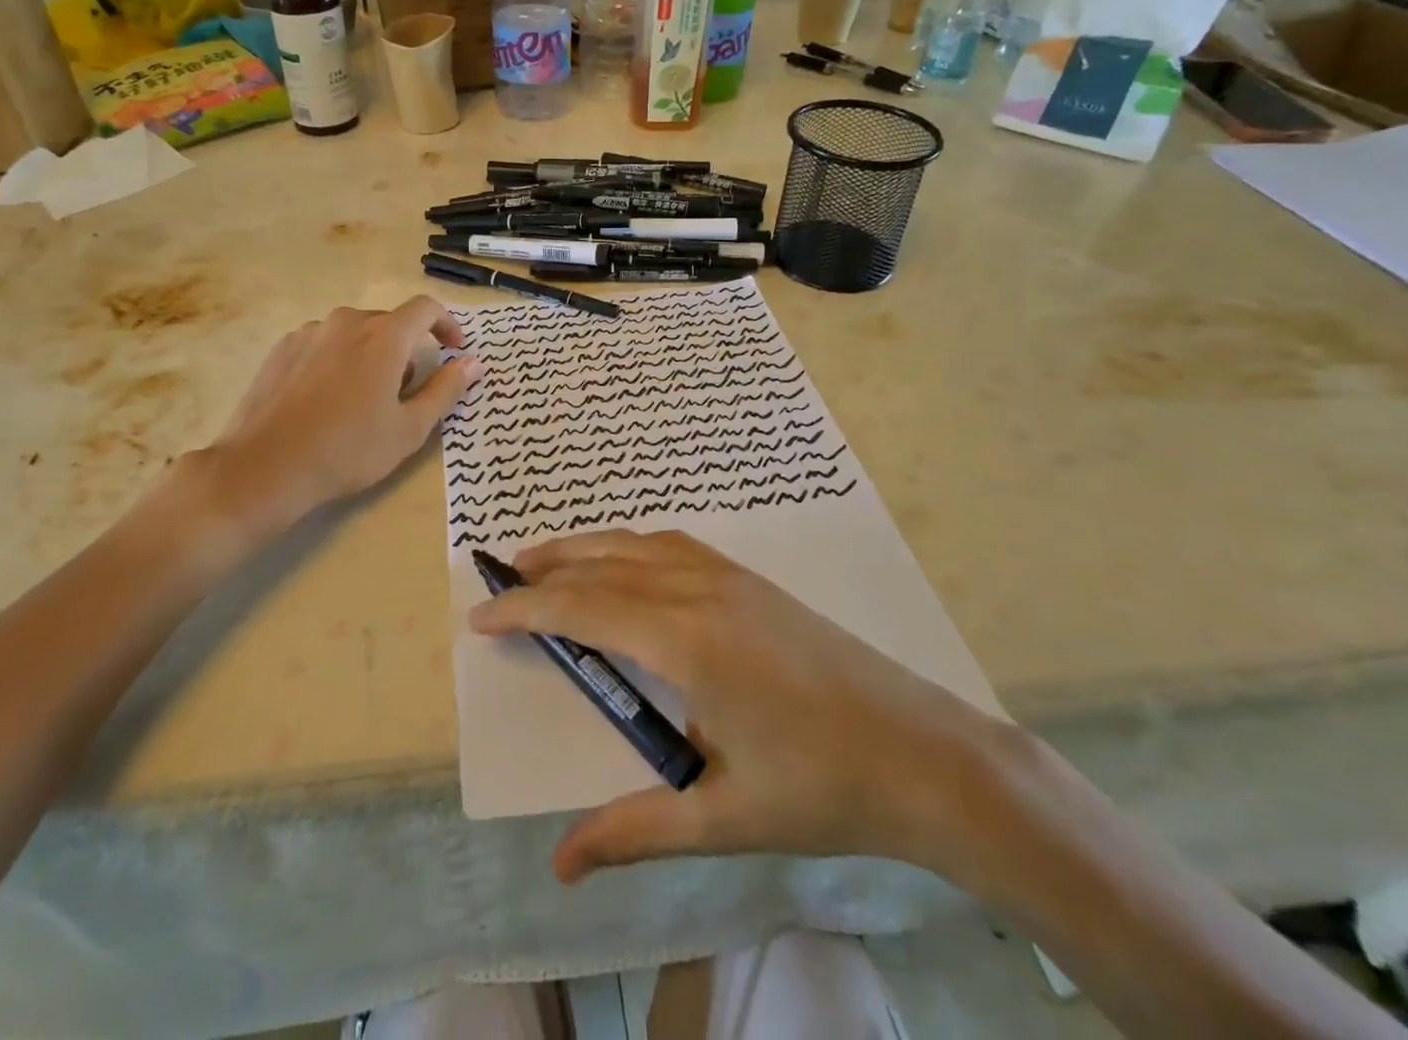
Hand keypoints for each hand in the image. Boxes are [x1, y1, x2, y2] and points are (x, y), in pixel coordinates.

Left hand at [206, 298, 482, 528]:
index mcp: (384, 337)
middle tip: (404, 393)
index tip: (454, 349)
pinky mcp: (281, 349)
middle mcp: (346, 322)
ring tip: (362, 400)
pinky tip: (326, 399)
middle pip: (389, 323)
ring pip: (354, 333)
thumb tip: (474, 362)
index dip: (446, 324)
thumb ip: (446, 389)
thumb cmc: (349, 450)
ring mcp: (309, 333)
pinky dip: (337, 360)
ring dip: (370, 354)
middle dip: (406, 350)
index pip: (425, 309)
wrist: (266, 467)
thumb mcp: (410, 428)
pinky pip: (323, 344)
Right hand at [469, 531, 1010, 884]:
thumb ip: (635, 829)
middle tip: (499, 580)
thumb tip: (560, 863)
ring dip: (584, 548)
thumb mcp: (723, 817)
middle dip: (544, 571)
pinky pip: (671, 546)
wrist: (925, 754)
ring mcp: (729, 577)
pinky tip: (623, 562)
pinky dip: (629, 545)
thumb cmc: (822, 790)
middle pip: (602, 566)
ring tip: (545, 560)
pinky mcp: (751, 580)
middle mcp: (699, 591)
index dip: (526, 608)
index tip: (481, 615)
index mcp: (685, 640)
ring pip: (636, 544)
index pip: (583, 610)